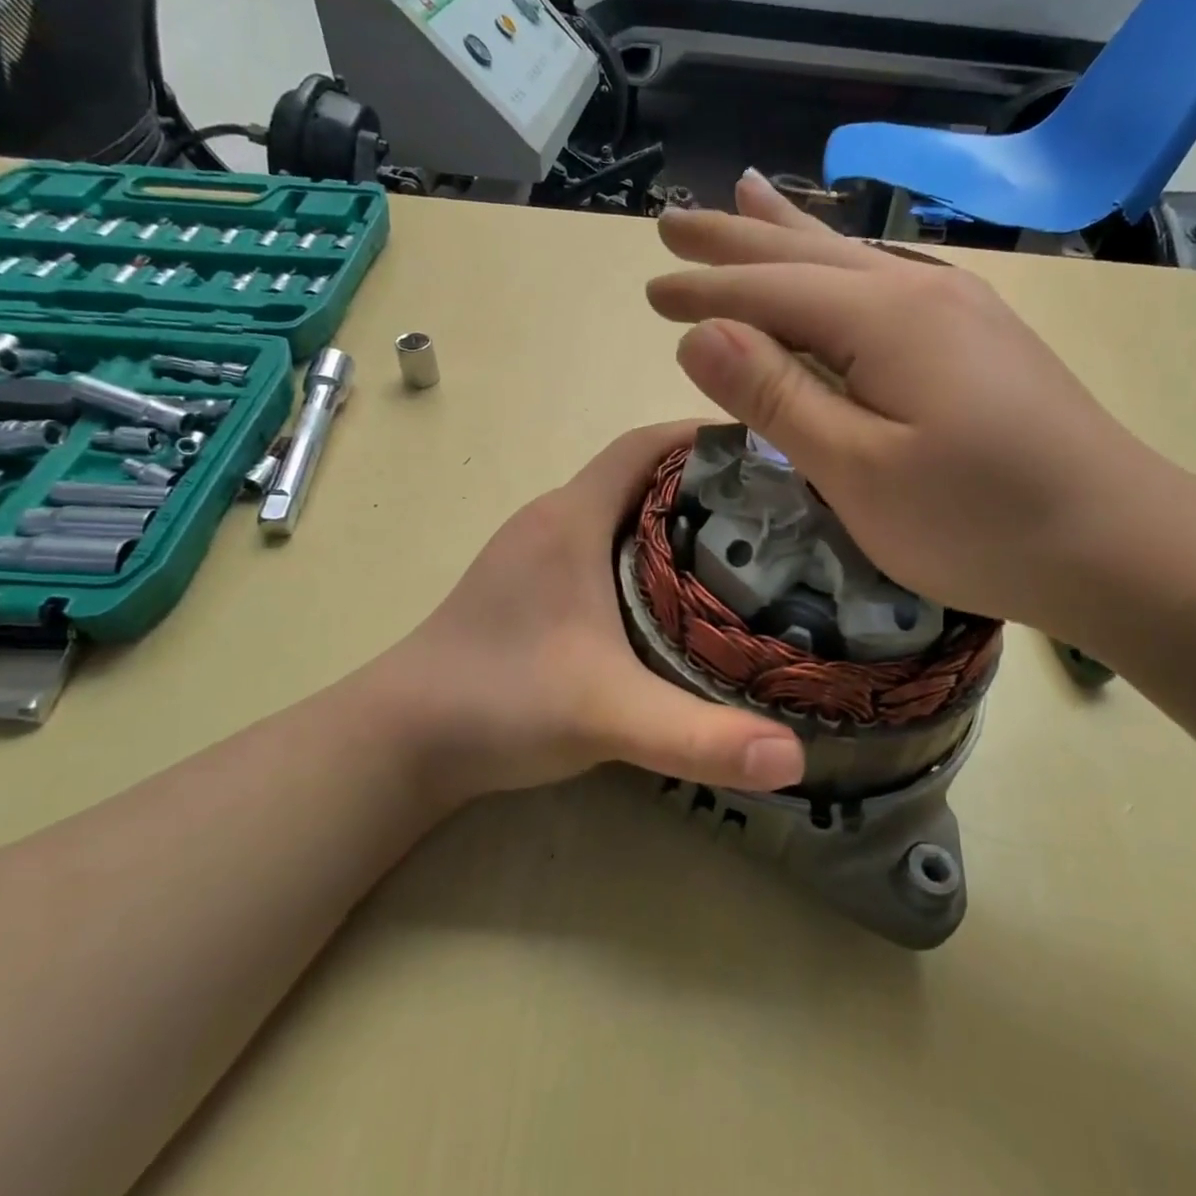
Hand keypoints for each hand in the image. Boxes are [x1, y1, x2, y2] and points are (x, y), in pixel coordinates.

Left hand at [359, 422, 805, 806]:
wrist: (399, 740)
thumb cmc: (500, 703)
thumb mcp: (609, 716)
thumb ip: (699, 736)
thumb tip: (796, 758)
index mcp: (571, 518)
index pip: (644, 445)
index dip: (703, 437)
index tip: (767, 452)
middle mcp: (553, 520)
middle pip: (640, 474)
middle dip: (705, 480)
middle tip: (774, 510)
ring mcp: (536, 553)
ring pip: (620, 511)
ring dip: (675, 517)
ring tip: (742, 549)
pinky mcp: (531, 586)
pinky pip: (602, 544)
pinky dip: (646, 550)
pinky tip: (678, 594)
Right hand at [649, 171, 1183, 626]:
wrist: (1120, 544)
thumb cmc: (978, 521)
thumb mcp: (859, 471)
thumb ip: (778, 397)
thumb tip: (701, 335)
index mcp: (884, 317)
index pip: (769, 291)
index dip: (704, 290)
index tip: (649, 288)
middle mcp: (920, 292)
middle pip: (807, 255)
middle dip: (736, 239)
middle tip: (675, 218)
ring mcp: (959, 313)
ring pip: (852, 261)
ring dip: (790, 235)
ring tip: (746, 197)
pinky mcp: (980, 344)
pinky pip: (887, 286)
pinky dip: (841, 269)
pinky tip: (841, 266)